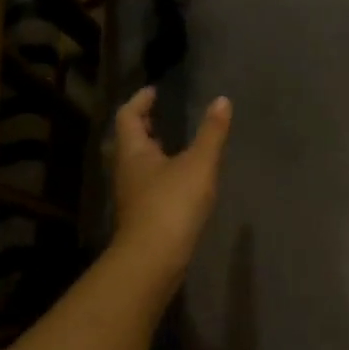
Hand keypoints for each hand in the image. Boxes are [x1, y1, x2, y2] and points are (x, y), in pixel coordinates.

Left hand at [112, 86, 231, 280]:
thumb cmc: (172, 204)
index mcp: (133, 151)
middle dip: (145, 125)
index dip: (140, 101)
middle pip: (130, 140)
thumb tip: (222, 100)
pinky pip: (148, 182)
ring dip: (152, 149)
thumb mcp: (199, 164)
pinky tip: (179, 177)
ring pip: (138, 163)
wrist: (154, 258)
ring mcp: (132, 194)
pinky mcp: (142, 214)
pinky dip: (161, 171)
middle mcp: (126, 169)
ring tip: (173, 142)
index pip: (128, 116)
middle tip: (161, 113)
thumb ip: (212, 133)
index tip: (154, 91)